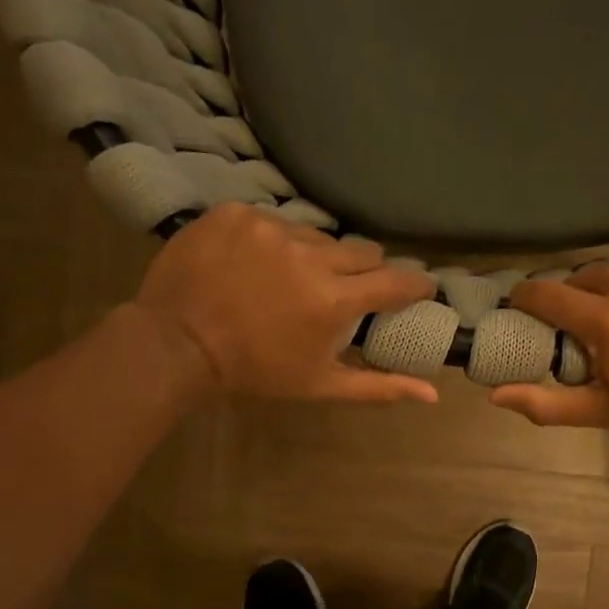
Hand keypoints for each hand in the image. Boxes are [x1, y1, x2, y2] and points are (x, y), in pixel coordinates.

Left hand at [132, 203, 438, 403]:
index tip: (420, 288)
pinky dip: (274, 241)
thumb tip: (433, 395)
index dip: (414, 284)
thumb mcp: (320, 385)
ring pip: (317, 235)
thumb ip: (379, 386)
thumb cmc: (256, 371)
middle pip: (362, 252)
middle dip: (363, 272)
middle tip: (344, 291)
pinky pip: (274, 220)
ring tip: (290, 279)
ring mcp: (271, 227)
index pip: (396, 280)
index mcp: (335, 299)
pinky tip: (255, 264)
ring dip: (315, 256)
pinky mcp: (237, 213)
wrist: (176, 344)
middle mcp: (310, 254)